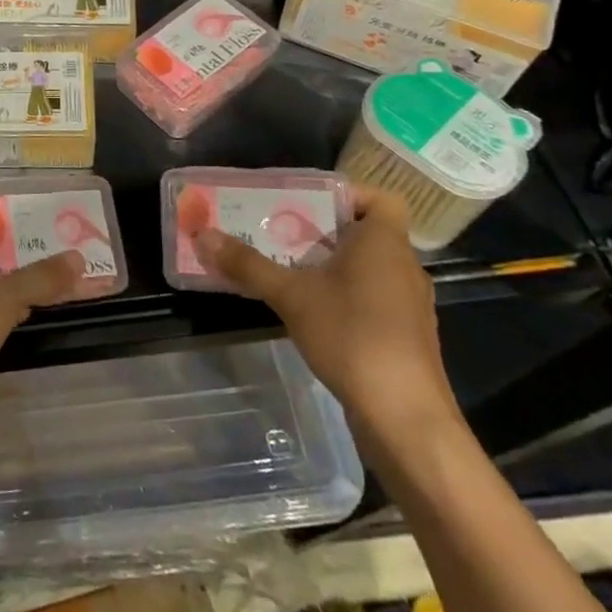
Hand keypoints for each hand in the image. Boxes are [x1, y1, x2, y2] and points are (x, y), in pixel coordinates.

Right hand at [185, 185, 458, 449]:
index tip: (305, 202)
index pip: (379, 197)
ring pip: (366, 266)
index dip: (345, 193)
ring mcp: (408, 304)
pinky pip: (371, 296)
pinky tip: (309, 310)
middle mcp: (403, 265)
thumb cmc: (353, 336)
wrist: (405, 418)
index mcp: (384, 242)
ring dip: (329, 263)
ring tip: (284, 267)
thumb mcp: (291, 295)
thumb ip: (248, 264)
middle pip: (363, 231)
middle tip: (277, 231)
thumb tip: (203, 235)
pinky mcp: (404, 336)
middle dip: (320, 229)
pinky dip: (342, 293)